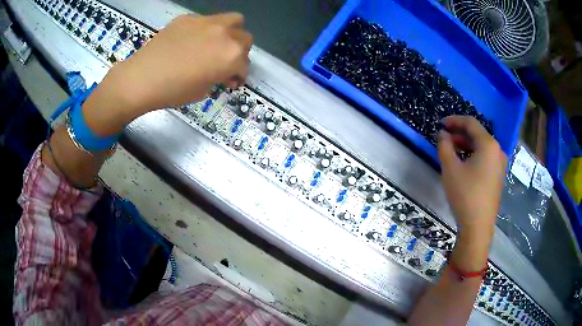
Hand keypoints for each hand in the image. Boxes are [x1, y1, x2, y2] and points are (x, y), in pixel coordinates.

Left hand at [83, 13, 252, 135]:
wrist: (141, 78)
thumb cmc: (173, 91)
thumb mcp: (203, 91)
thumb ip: (219, 77)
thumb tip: (223, 73)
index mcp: (231, 56)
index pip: (245, 64)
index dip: (239, 75)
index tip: (230, 81)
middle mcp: (225, 34)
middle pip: (245, 38)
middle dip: (240, 51)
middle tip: (225, 61)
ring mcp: (207, 22)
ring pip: (234, 20)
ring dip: (231, 32)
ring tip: (217, 43)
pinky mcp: (189, 18)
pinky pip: (206, 21)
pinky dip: (206, 30)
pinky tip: (190, 41)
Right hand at [437, 116, 506, 234]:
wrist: (478, 227)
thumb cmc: (465, 195)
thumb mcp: (450, 168)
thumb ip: (445, 146)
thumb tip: (443, 134)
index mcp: (489, 145)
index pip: (471, 123)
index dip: (454, 120)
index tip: (441, 123)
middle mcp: (498, 151)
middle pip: (478, 135)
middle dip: (460, 134)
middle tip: (444, 138)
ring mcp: (500, 165)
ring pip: (481, 147)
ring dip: (466, 145)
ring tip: (451, 151)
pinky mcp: (498, 176)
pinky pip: (485, 158)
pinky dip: (473, 156)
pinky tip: (463, 164)